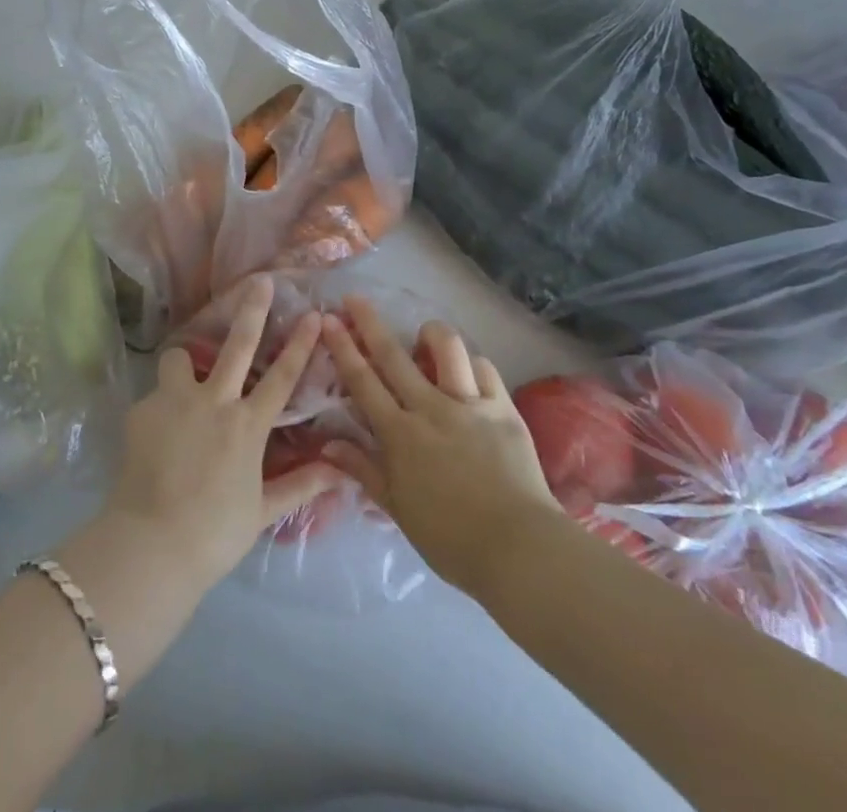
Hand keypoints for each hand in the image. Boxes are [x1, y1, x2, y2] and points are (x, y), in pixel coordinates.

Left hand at [98, 275, 346, 593]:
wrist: (151, 543)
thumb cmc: (214, 532)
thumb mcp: (262, 511)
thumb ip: (301, 486)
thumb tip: (343, 475)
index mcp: (247, 425)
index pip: (283, 376)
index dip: (301, 343)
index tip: (313, 313)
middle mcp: (214, 401)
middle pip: (238, 344)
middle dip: (252, 309)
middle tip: (258, 281)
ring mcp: (175, 401)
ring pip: (180, 358)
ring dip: (184, 363)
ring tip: (182, 378)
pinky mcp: (143, 410)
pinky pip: (154, 398)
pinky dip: (159, 409)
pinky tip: (155, 436)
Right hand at [321, 297, 558, 594]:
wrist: (519, 549)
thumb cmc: (451, 539)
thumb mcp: (398, 509)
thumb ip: (363, 470)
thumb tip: (327, 444)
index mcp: (400, 435)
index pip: (363, 381)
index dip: (343, 348)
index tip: (329, 319)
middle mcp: (431, 408)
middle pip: (394, 355)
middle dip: (370, 322)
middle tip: (354, 298)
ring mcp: (469, 404)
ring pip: (447, 348)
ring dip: (430, 333)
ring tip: (422, 336)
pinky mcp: (503, 407)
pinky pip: (484, 368)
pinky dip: (471, 363)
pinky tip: (466, 371)